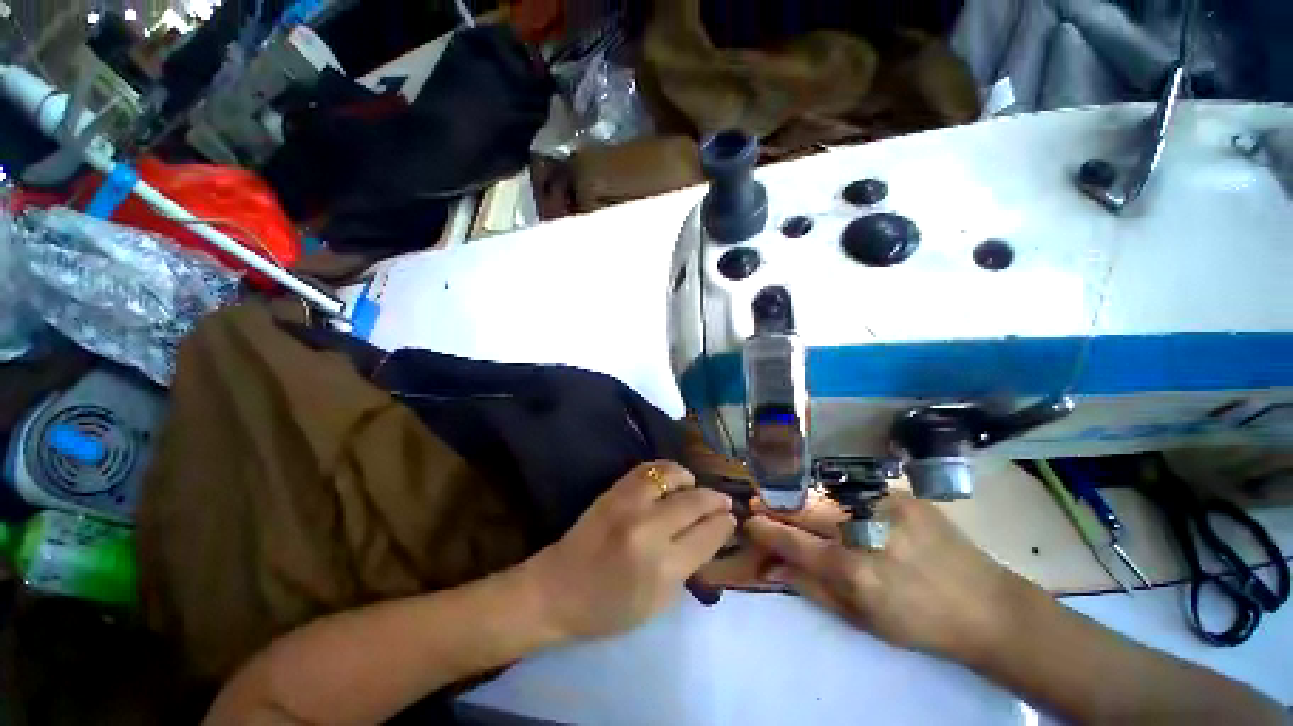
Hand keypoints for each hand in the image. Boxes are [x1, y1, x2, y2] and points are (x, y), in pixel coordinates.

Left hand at [522, 461, 736, 640]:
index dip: (724, 524)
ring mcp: (629, 503)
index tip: (731, 519)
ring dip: (691, 480)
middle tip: (723, 502)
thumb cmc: (609, 608)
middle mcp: (649, 528)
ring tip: (694, 488)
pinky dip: (667, 470)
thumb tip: (712, 532)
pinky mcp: (614, 490)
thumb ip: (689, 566)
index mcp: (663, 567)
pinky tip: (672, 479)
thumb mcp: (659, 603)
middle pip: (695, 502)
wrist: (557, 589)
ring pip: (673, 476)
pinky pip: (649, 468)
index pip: (707, 535)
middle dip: (715, 500)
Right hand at [744, 493, 1026, 663]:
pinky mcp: (901, 493)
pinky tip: (840, 508)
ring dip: (804, 501)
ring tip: (798, 508)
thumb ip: (808, 586)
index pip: (789, 538)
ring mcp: (883, 504)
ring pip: (823, 494)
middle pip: (801, 506)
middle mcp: (863, 529)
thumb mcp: (859, 619)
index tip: (748, 521)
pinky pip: (852, 491)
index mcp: (852, 569)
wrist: (986, 605)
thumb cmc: (918, 623)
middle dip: (776, 505)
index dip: (763, 527)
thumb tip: (768, 564)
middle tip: (763, 506)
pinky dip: (836, 499)